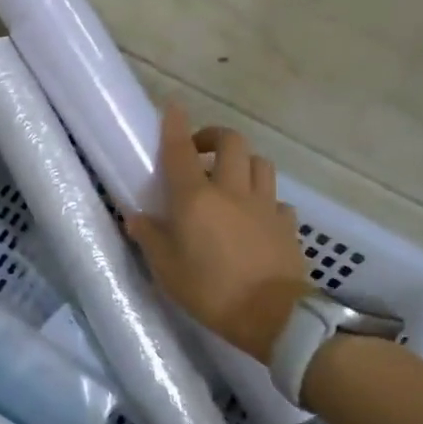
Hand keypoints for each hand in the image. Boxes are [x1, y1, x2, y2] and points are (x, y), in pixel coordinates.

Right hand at [126, 104, 311, 361]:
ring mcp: (265, 206)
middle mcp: (232, 192)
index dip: (175, 126)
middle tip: (199, 152)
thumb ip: (150, 237)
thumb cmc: (210, 291)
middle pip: (231, 143)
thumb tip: (135, 216)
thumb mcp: (166, 269)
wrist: (273, 316)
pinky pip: (276, 199)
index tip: (173, 107)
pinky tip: (254, 216)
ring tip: (229, 178)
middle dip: (214, 137)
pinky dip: (263, 198)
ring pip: (260, 163)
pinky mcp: (287, 224)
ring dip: (242, 162)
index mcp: (196, 199)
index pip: (180, 152)